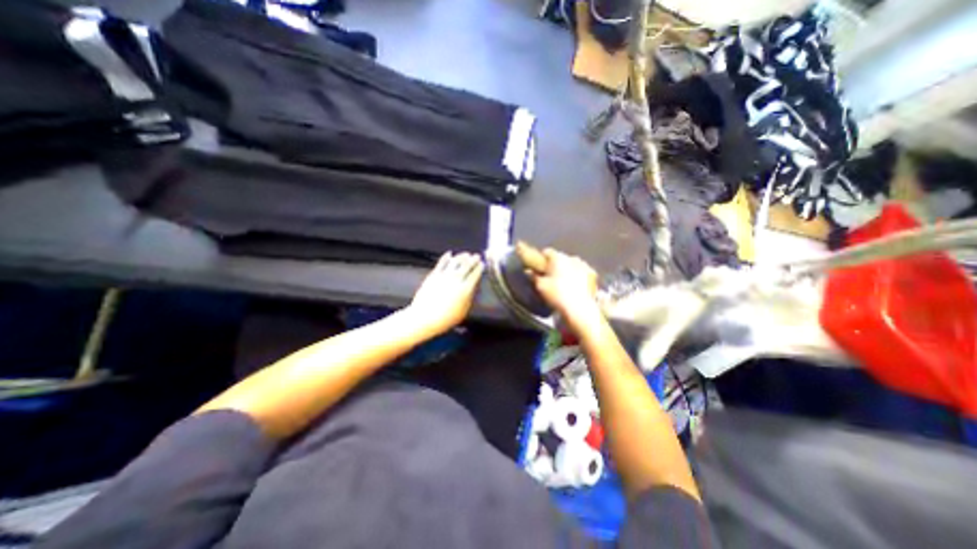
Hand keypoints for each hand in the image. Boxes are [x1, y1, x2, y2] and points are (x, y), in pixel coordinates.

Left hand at [406, 252, 481, 336]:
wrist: (425, 317)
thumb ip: (469, 298)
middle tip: (476, 256)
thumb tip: (472, 289)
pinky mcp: (434, 275)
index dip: (479, 268)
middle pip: (466, 266)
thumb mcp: (463, 311)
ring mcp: (444, 276)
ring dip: (462, 256)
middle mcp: (456, 280)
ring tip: (466, 254)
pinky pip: (441, 263)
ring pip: (455, 262)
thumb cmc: (446, 318)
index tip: (482, 264)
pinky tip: (449, 254)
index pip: (475, 274)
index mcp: (465, 289)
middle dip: (473, 260)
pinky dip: (446, 257)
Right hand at [532, 248, 599, 320]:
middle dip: (555, 264)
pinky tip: (575, 286)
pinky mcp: (593, 274)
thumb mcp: (541, 286)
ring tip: (563, 282)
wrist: (580, 309)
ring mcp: (584, 265)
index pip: (547, 251)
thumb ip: (534, 276)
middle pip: (560, 257)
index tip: (538, 266)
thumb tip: (529, 271)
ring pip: (572, 264)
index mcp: (558, 258)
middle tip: (550, 276)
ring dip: (567, 269)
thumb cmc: (557, 295)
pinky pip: (582, 271)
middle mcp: (572, 258)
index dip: (541, 258)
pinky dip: (578, 276)